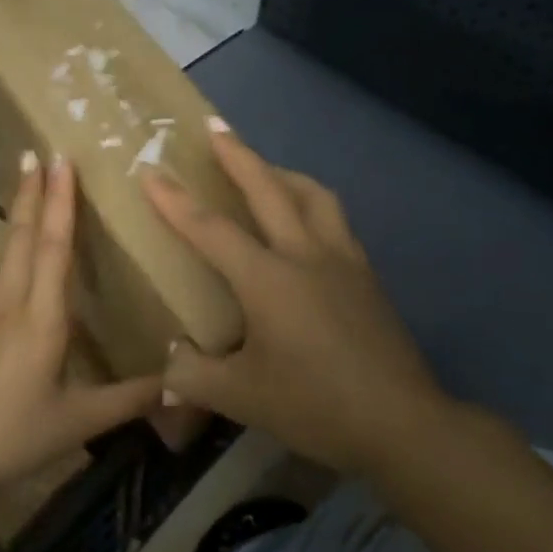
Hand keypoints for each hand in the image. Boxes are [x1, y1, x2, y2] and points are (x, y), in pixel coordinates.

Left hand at [0, 151, 163, 502]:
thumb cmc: (13, 436)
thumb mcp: (78, 422)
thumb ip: (130, 399)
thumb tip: (181, 382)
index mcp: (40, 317)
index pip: (52, 246)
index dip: (59, 201)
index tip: (59, 160)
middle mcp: (10, 301)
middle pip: (22, 235)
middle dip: (32, 191)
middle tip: (36, 152)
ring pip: (6, 252)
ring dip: (20, 215)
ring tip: (29, 188)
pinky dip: (12, 251)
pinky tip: (18, 260)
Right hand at [141, 122, 445, 476]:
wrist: (401, 422)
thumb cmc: (315, 404)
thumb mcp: (242, 398)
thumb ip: (194, 377)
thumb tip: (167, 365)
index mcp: (267, 279)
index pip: (211, 230)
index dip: (175, 201)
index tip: (151, 172)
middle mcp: (304, 255)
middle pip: (268, 189)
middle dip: (238, 156)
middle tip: (216, 129)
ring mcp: (342, 259)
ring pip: (313, 195)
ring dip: (283, 174)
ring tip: (266, 169)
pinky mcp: (366, 274)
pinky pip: (335, 219)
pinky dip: (313, 203)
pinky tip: (307, 223)